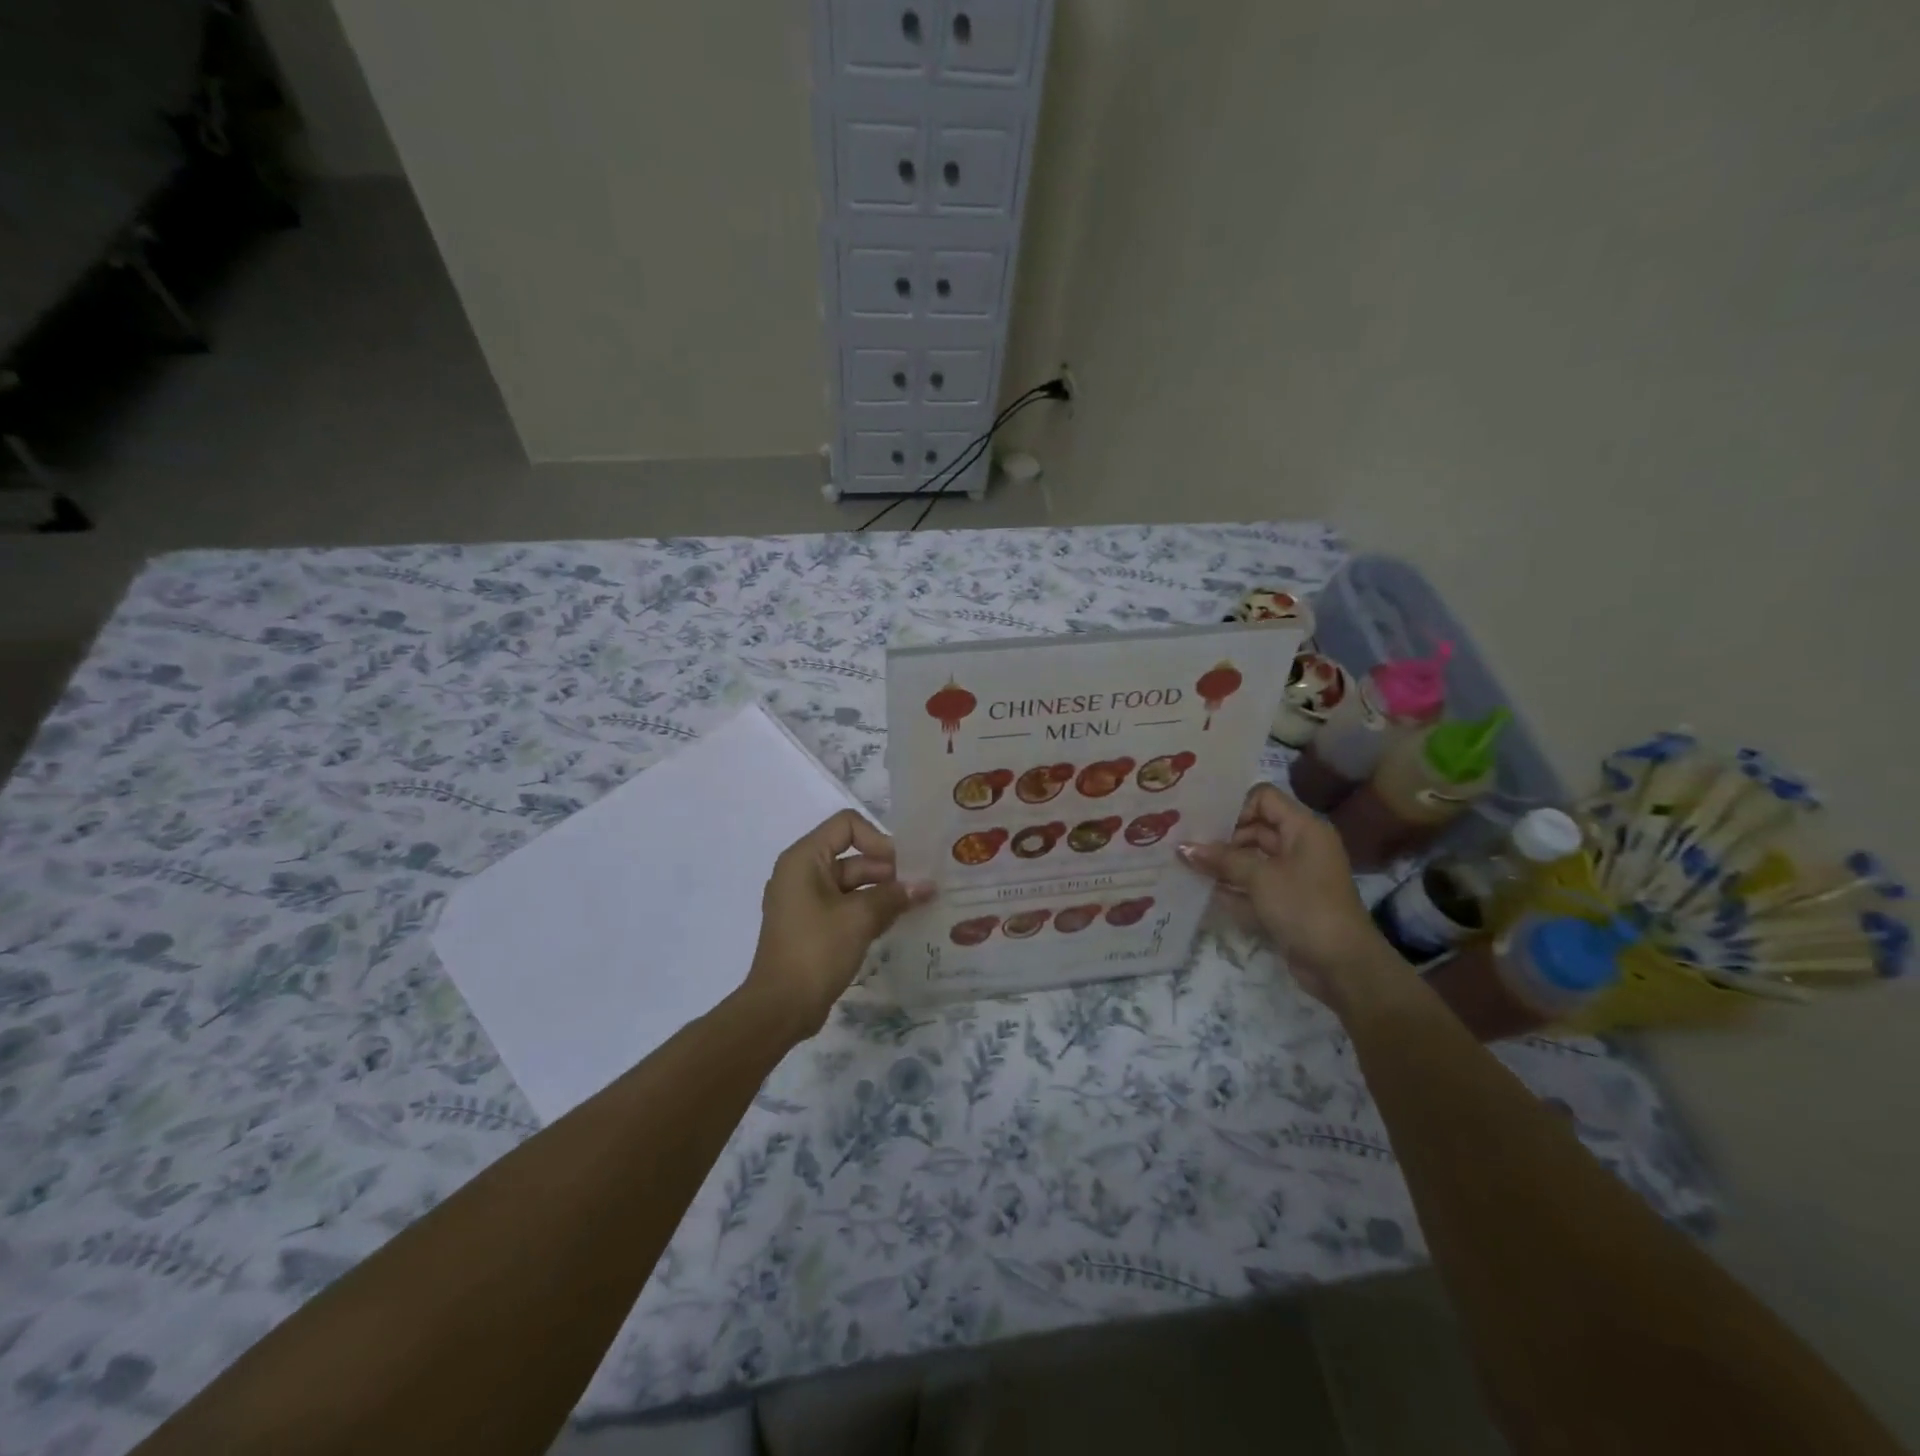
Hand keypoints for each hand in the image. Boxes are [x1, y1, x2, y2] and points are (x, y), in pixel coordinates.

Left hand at [741, 810, 934, 1040]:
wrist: (780, 1008)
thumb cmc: (816, 951)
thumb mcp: (859, 918)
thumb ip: (894, 896)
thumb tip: (926, 885)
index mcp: (805, 859)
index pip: (847, 825)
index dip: (877, 839)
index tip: (901, 867)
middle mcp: (803, 872)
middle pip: (853, 855)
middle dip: (888, 870)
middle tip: (921, 888)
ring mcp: (806, 900)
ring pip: (853, 883)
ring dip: (883, 892)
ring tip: (917, 905)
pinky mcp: (813, 925)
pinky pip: (846, 906)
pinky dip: (870, 910)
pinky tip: (897, 922)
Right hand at [1179, 784, 1387, 1008]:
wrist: (1342, 966)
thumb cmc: (1304, 908)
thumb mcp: (1260, 878)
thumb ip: (1221, 859)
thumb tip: (1182, 848)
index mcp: (1303, 828)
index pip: (1263, 798)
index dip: (1235, 807)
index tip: (1206, 824)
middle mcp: (1300, 845)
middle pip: (1254, 828)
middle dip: (1221, 837)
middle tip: (1186, 844)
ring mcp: (1293, 875)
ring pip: (1251, 858)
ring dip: (1222, 863)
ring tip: (1185, 865)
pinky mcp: (1286, 901)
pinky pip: (1253, 885)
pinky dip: (1232, 887)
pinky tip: (1202, 891)